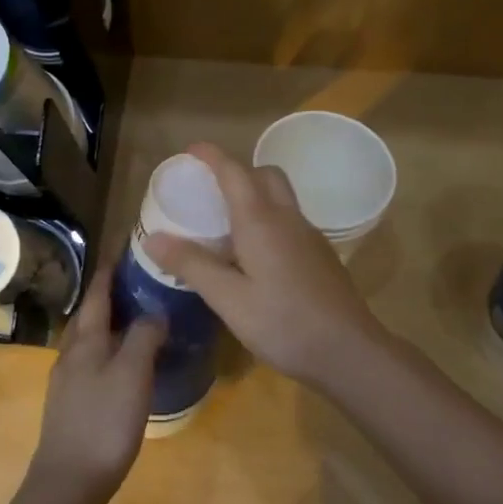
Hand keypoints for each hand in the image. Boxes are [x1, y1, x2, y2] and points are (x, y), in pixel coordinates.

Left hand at [31, 258, 161, 500]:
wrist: (68, 481)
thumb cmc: (104, 422)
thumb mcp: (132, 374)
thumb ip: (144, 337)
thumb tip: (154, 311)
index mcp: (86, 341)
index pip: (98, 295)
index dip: (109, 271)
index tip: (123, 249)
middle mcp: (71, 354)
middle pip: (88, 315)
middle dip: (108, 295)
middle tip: (136, 282)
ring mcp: (66, 380)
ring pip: (87, 339)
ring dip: (107, 322)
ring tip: (133, 319)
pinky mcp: (69, 403)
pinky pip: (89, 361)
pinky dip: (106, 349)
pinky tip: (121, 363)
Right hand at [147, 142, 392, 389]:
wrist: (350, 352)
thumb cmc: (284, 324)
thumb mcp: (229, 299)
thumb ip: (192, 265)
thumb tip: (152, 238)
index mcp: (261, 221)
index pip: (234, 172)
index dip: (212, 156)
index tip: (190, 150)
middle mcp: (288, 218)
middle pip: (264, 175)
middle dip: (237, 171)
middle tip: (210, 190)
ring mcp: (309, 236)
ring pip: (280, 197)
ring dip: (254, 194)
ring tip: (226, 222)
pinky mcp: (320, 255)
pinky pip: (289, 220)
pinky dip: (268, 218)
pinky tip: (254, 254)